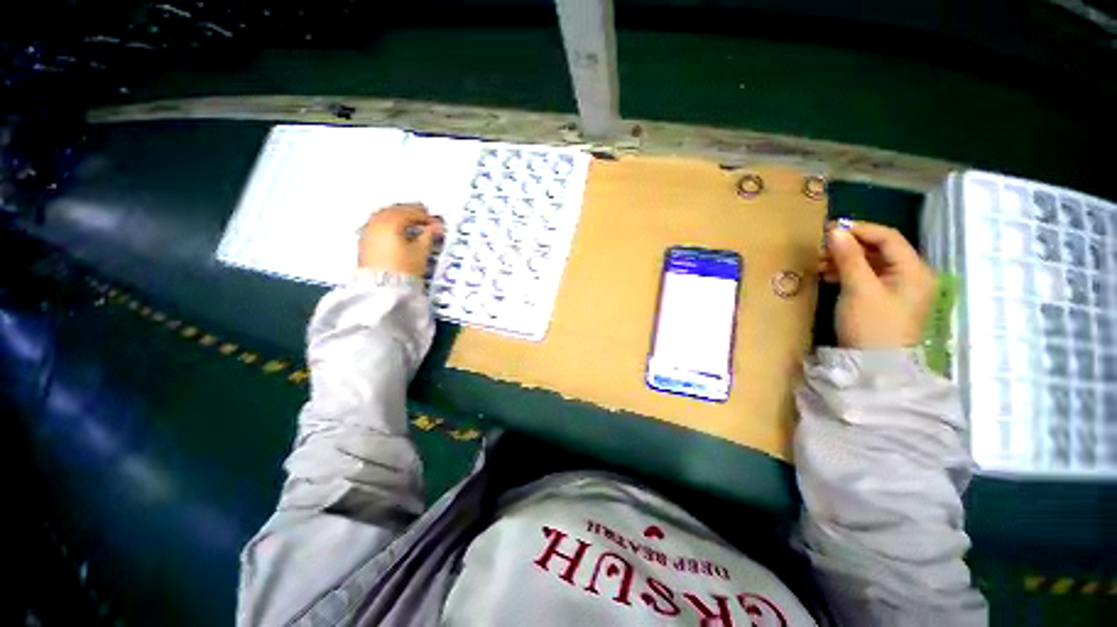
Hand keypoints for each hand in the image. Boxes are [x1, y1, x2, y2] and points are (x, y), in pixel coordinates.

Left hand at [358, 204, 443, 276]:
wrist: (383, 287)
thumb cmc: (404, 269)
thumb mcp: (421, 251)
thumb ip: (429, 235)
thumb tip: (436, 226)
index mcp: (391, 222)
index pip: (411, 212)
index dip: (426, 217)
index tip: (436, 223)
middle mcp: (376, 222)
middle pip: (395, 209)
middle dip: (411, 212)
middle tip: (425, 217)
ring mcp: (368, 231)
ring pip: (384, 215)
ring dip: (399, 216)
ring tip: (411, 223)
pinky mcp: (364, 241)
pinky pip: (377, 224)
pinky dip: (389, 223)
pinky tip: (397, 230)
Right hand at [818, 221, 936, 348]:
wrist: (875, 367)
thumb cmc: (871, 325)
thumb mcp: (859, 289)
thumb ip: (849, 258)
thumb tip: (835, 231)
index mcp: (914, 270)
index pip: (888, 237)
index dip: (859, 230)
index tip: (829, 229)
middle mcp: (911, 276)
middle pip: (880, 250)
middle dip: (849, 246)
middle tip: (821, 248)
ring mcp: (898, 289)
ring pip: (871, 263)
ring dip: (846, 259)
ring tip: (820, 263)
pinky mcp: (885, 301)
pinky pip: (867, 277)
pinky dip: (848, 273)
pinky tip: (829, 276)